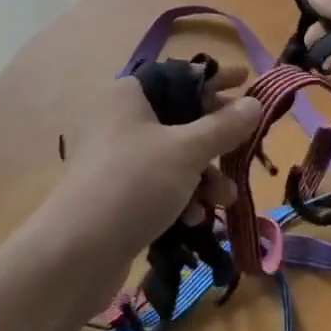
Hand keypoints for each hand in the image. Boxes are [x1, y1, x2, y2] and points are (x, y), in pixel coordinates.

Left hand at [43, 68, 262, 301]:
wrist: (76, 254)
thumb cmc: (135, 183)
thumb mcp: (187, 151)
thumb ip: (224, 127)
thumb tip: (254, 103)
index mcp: (129, 95)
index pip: (179, 76)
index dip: (214, 79)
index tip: (247, 80)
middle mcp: (119, 119)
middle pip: (179, 117)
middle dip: (215, 139)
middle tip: (244, 147)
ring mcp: (115, 159)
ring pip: (172, 155)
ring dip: (203, 175)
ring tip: (225, 198)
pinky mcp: (115, 194)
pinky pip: (158, 184)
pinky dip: (180, 196)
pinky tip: (194, 218)